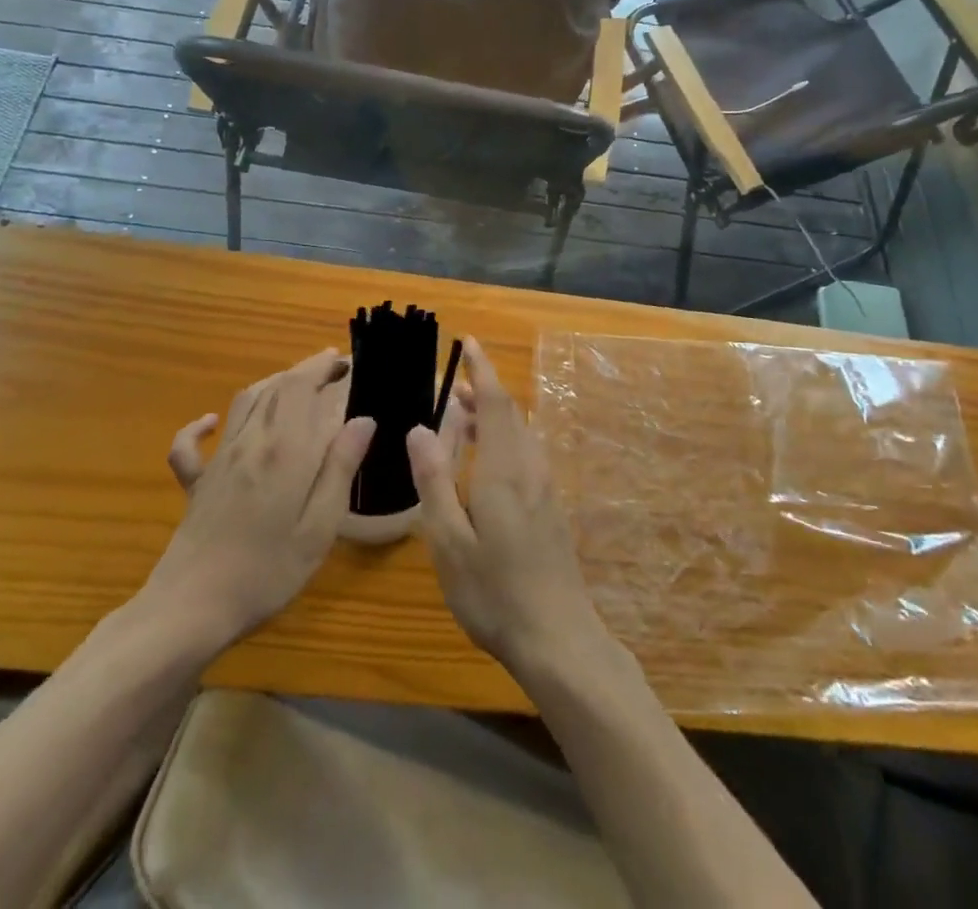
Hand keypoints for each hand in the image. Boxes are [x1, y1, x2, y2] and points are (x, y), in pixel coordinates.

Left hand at [131, 349, 373, 656]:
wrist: (190, 609)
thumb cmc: (267, 571)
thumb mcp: (319, 526)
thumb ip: (340, 468)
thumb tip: (363, 419)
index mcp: (286, 449)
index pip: (306, 388)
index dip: (327, 368)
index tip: (350, 364)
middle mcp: (252, 441)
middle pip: (279, 387)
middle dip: (308, 369)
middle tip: (336, 367)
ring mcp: (220, 460)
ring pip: (245, 402)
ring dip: (273, 383)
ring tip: (298, 382)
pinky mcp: (197, 483)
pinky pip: (192, 444)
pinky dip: (201, 425)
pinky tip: (211, 422)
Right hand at [407, 337, 608, 673]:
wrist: (558, 636)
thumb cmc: (494, 591)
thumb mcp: (448, 541)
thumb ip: (434, 481)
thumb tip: (420, 429)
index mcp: (504, 469)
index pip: (497, 402)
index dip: (483, 369)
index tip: (469, 341)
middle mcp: (530, 468)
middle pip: (510, 413)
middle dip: (484, 391)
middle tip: (452, 386)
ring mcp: (545, 487)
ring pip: (520, 434)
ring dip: (494, 416)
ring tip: (462, 418)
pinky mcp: (550, 506)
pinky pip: (526, 453)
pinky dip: (503, 439)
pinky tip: (485, 462)